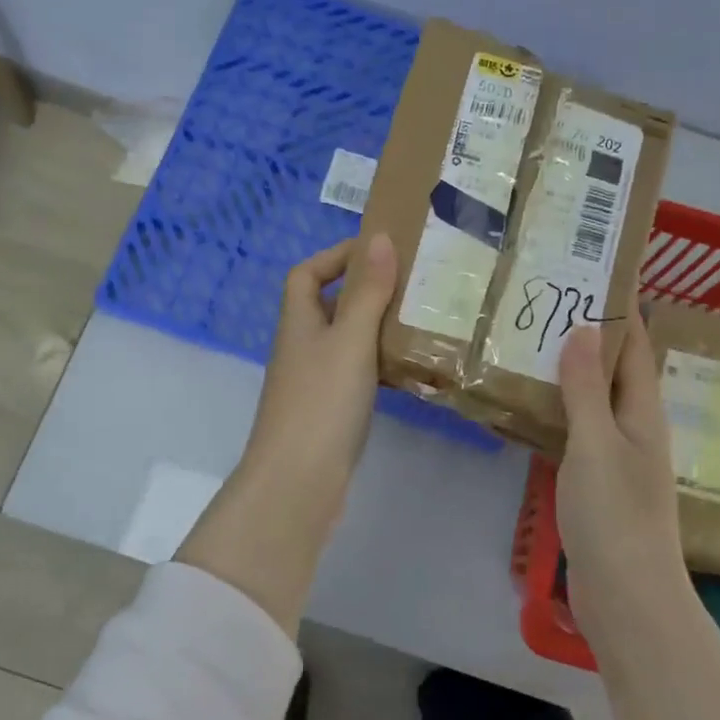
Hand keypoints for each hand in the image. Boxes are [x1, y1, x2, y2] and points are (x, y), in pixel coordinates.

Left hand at [238, 233, 397, 533]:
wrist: (298, 481)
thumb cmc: (322, 402)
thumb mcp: (350, 339)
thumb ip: (367, 291)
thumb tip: (379, 238)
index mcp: (299, 321)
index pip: (307, 273)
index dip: (336, 255)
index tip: (378, 250)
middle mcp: (303, 346)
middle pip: (330, 305)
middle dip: (366, 289)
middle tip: (413, 283)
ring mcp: (315, 381)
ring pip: (347, 340)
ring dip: (377, 327)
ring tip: (421, 319)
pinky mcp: (330, 411)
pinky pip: (357, 373)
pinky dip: (380, 364)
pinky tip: (410, 368)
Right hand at [556, 311, 685, 627]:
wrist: (627, 597)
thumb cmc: (615, 515)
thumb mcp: (597, 444)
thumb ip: (586, 388)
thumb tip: (583, 327)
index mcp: (643, 412)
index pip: (635, 346)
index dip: (621, 308)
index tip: (595, 272)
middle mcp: (635, 428)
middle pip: (614, 368)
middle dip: (588, 333)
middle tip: (547, 300)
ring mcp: (617, 457)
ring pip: (594, 399)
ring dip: (570, 370)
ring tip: (531, 340)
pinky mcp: (597, 482)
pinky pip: (578, 430)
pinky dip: (559, 408)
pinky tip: (530, 403)